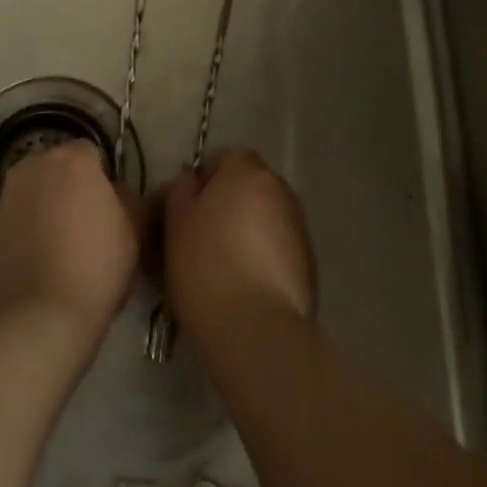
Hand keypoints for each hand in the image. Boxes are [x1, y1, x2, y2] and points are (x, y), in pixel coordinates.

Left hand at [0, 140, 139, 335]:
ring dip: (46, 207)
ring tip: (61, 248)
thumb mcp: (134, 232)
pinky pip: (16, 218)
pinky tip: (39, 262)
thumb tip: (118, 194)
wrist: (37, 316)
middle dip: (70, 187)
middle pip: (57, 168)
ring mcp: (6, 195)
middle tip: (86, 226)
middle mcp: (34, 166)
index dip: (102, 179)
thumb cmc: (96, 267)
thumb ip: (129, 200)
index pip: (91, 152)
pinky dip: (27, 230)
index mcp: (72, 159)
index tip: (110, 208)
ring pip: (34, 192)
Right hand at [163, 149, 316, 337]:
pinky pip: (279, 248)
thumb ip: (181, 190)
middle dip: (229, 203)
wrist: (255, 329)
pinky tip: (246, 285)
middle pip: (249, 186)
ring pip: (266, 217)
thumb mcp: (176, 222)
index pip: (224, 158)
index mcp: (246, 171)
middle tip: (202, 237)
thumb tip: (191, 180)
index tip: (185, 210)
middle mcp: (280, 190)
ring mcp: (299, 227)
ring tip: (224, 266)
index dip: (203, 181)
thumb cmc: (205, 265)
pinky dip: (264, 257)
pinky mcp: (310, 264)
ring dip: (248, 230)